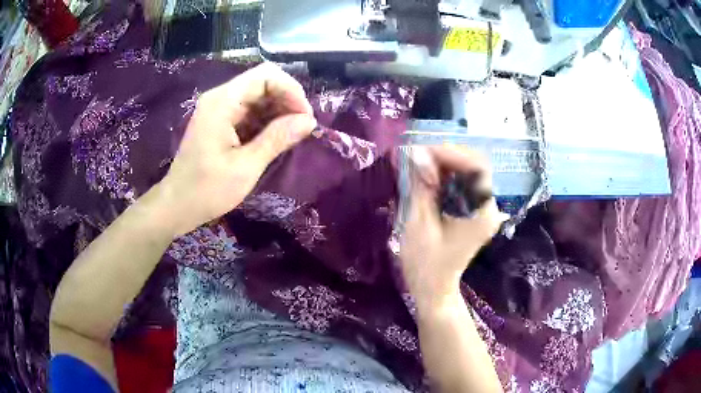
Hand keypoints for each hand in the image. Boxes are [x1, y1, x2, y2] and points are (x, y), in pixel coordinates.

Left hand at [156, 63, 316, 235]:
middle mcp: (220, 97)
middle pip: (263, 82)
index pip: (265, 75)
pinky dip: (266, 120)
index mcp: (223, 102)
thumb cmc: (207, 190)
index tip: (305, 117)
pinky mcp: (220, 120)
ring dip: (279, 111)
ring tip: (293, 134)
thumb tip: (309, 121)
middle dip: (287, 100)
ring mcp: (219, 108)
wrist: (177, 205)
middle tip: (302, 128)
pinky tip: (276, 138)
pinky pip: (249, 110)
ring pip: (258, 96)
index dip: (291, 90)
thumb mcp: (246, 167)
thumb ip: (277, 138)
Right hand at [399, 146, 506, 308]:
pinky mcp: (474, 211)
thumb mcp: (419, 223)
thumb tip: (418, 153)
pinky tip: (429, 177)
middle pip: (475, 166)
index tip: (424, 153)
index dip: (452, 154)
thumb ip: (422, 187)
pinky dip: (446, 176)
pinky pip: (463, 184)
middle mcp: (489, 207)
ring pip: (469, 172)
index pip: (477, 168)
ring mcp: (483, 209)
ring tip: (421, 165)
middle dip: (447, 156)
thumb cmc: (426, 264)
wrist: (434, 289)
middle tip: (419, 157)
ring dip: (446, 164)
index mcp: (482, 213)